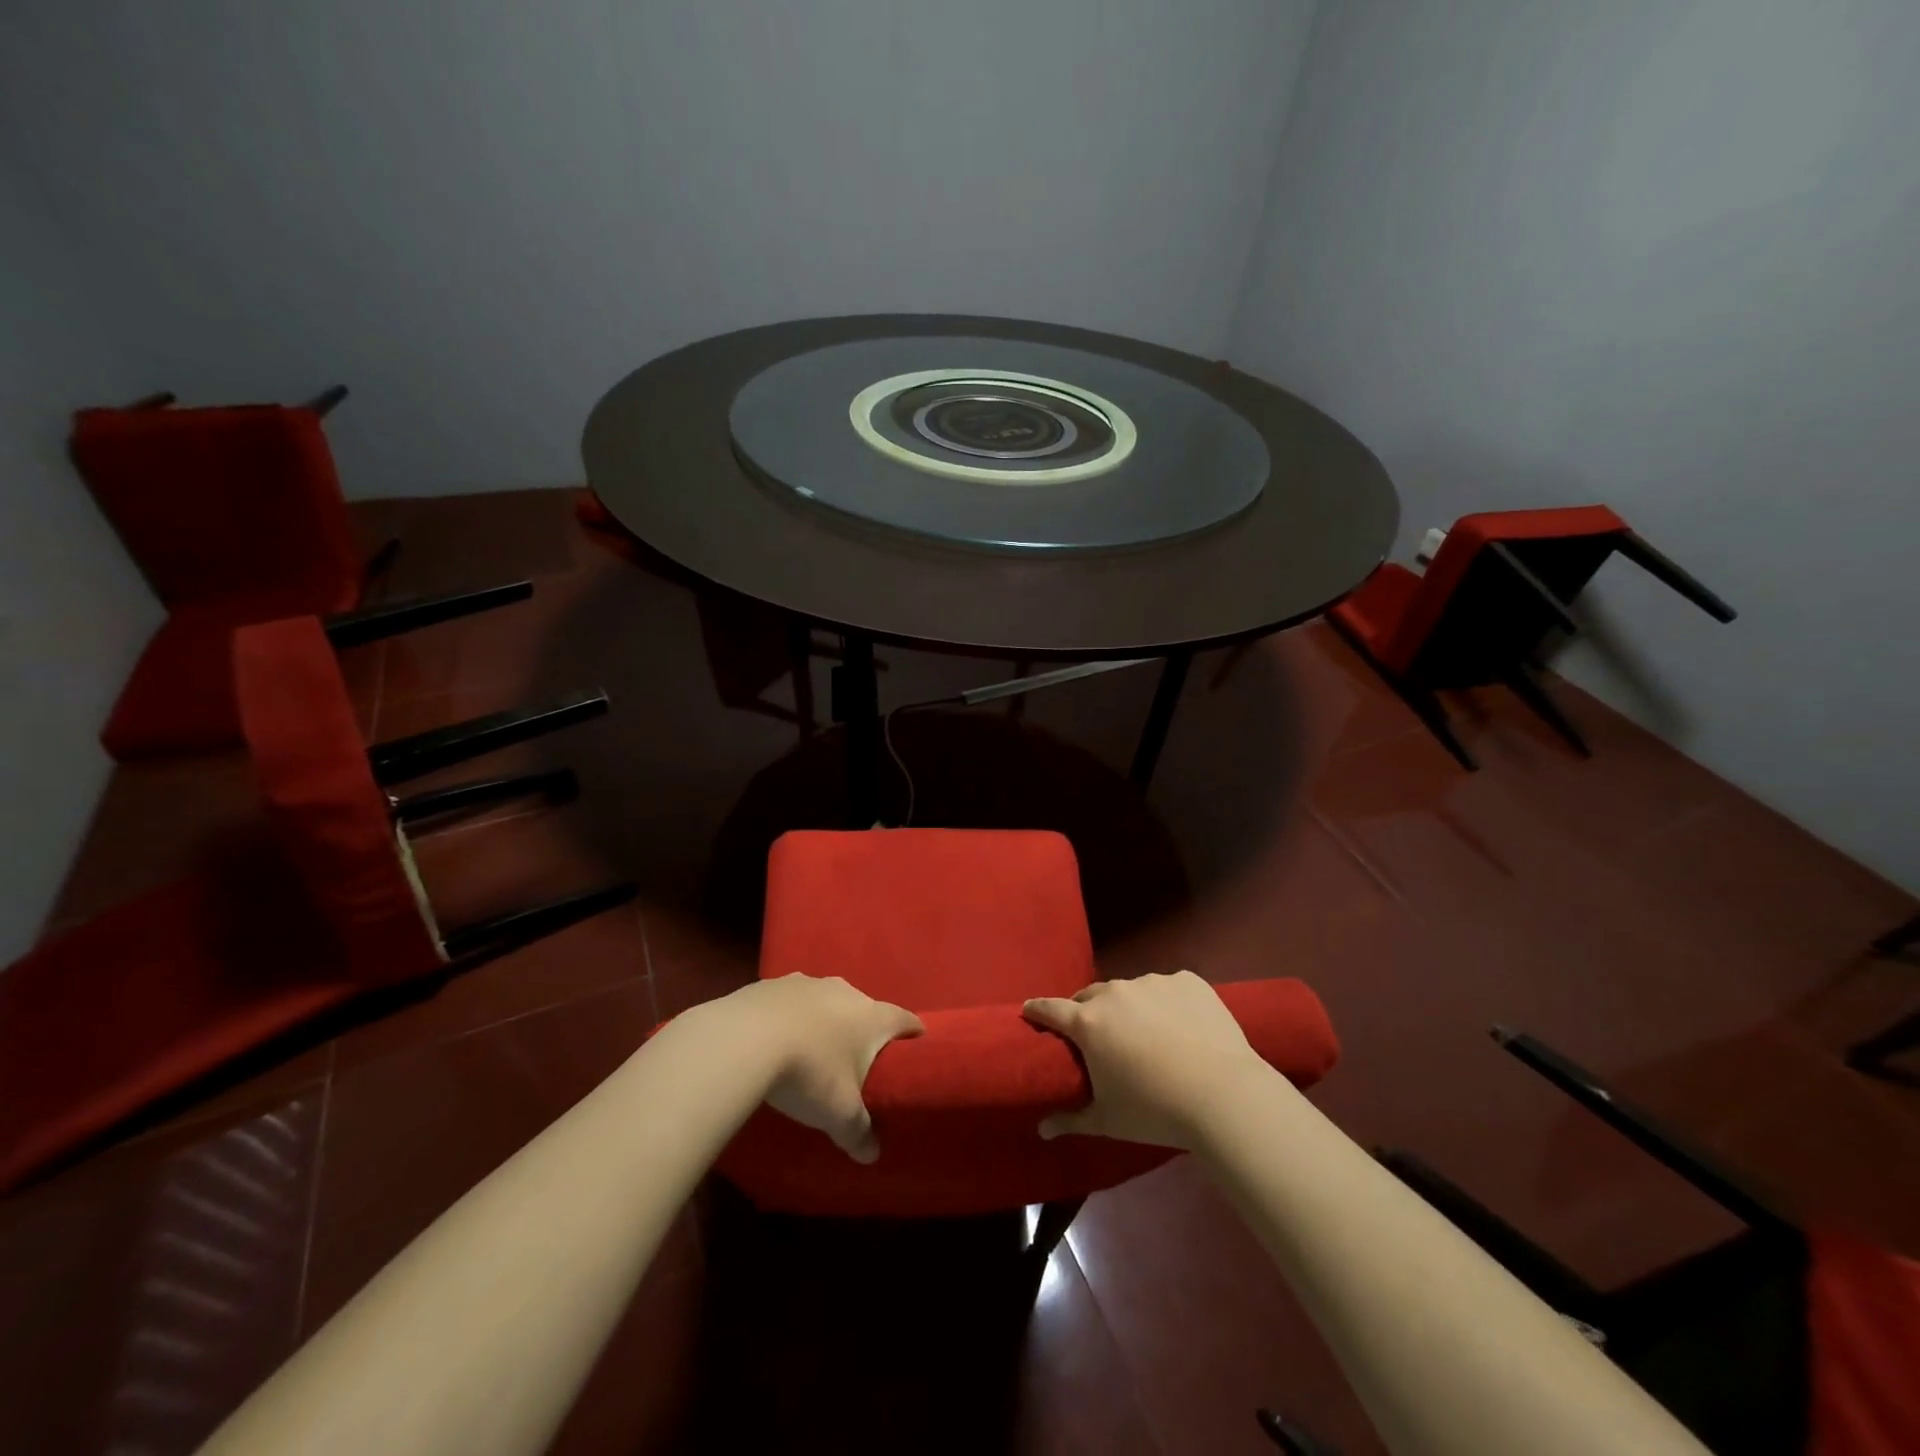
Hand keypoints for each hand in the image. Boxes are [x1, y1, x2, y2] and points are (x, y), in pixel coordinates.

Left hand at [732, 974, 923, 1162]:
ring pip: (825, 1001)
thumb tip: (871, 1155)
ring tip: (812, 1050)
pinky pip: (790, 1001)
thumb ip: (859, 1133)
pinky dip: (789, 1017)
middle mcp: (845, 991)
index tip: (916, 1046)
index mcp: (872, 1016)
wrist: (746, 1039)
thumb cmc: (809, 1072)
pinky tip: (774, 1039)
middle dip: (862, 1031)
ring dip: (823, 1021)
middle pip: (864, 1009)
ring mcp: (807, 982)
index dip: (913, 1034)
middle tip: (856, 1061)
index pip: (905, 1020)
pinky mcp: (772, 983)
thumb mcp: (839, 1113)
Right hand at [1023, 970, 1268, 1150]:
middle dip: (1087, 1012)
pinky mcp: (1188, 981)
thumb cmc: (1155, 1111)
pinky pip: (1169, 988)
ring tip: (1148, 1035)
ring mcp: (1153, 982)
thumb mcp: (1108, 1120)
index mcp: (1088, 1023)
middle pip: (1090, 996)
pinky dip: (1169, 1003)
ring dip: (1130, 1008)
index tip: (1030, 1011)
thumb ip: (1071, 1120)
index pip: (1050, 1008)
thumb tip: (1042, 1130)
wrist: (1224, 1095)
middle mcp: (1115, 993)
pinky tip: (1184, 1028)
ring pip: (1131, 991)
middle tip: (1097, 1036)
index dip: (1038, 1010)